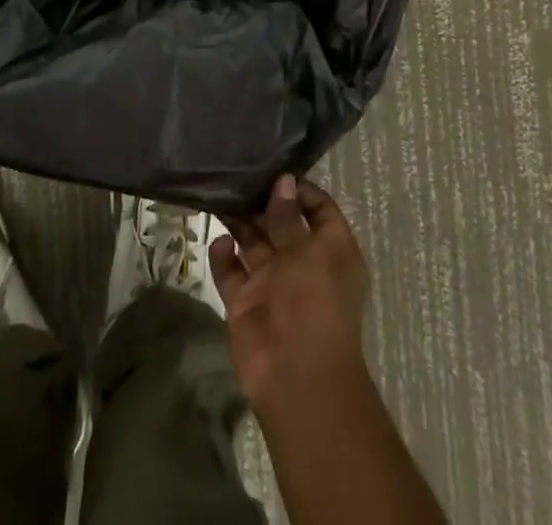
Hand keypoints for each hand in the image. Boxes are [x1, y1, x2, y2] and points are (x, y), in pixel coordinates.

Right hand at [212, 175, 371, 421]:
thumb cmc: (313, 305)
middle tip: (237, 174)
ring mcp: (273, 283)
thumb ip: (289, 217)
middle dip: (262, 201)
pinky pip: (232, 271)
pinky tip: (220, 240)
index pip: (318, 209)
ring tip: (221, 194)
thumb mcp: (307, 253)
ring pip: (253, 243)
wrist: (296, 379)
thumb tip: (283, 181)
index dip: (298, 190)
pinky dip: (224, 255)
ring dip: (240, 221)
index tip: (273, 171)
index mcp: (331, 251)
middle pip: (280, 223)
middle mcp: (302, 262)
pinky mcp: (246, 302)